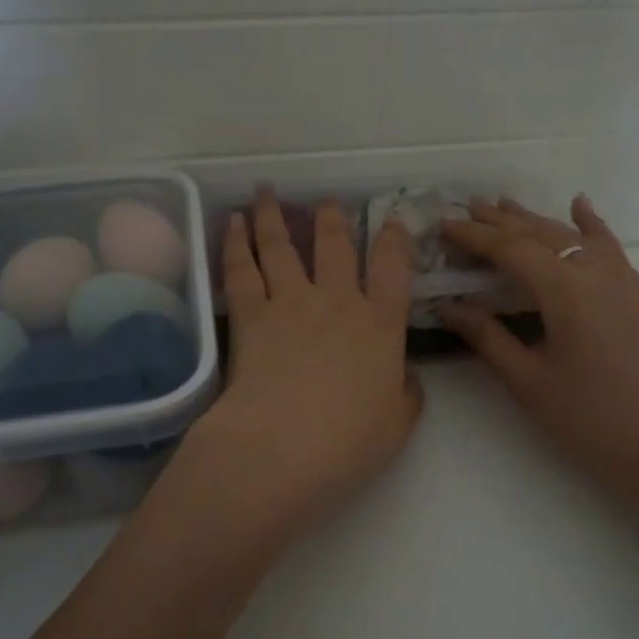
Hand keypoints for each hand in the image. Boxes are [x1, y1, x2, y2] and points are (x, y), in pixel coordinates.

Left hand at [172, 192, 422, 547]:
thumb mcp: (398, 423)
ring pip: (281, 245)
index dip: (394, 241)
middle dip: (333, 218)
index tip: (392, 222)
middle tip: (328, 201)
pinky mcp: (250, 315)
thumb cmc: (349, 442)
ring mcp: (291, 303)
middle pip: (334, 245)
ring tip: (266, 192)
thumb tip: (406, 376)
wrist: (284, 446)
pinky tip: (232, 222)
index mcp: (381, 326)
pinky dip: (235, 242)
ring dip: (273, 215)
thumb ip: (407, 394)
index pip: (393, 270)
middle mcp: (337, 302)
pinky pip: (241, 269)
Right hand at [438, 197, 638, 512]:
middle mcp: (595, 272)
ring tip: (507, 206)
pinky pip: (610, 247)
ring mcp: (624, 281)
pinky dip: (590, 225)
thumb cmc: (591, 420)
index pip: (510, 250)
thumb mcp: (529, 382)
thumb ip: (488, 338)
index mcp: (564, 290)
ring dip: (538, 220)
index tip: (444, 224)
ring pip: (574, 236)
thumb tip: (450, 306)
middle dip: (502, 221)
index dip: (474, 236)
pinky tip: (581, 206)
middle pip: (541, 234)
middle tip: (468, 208)